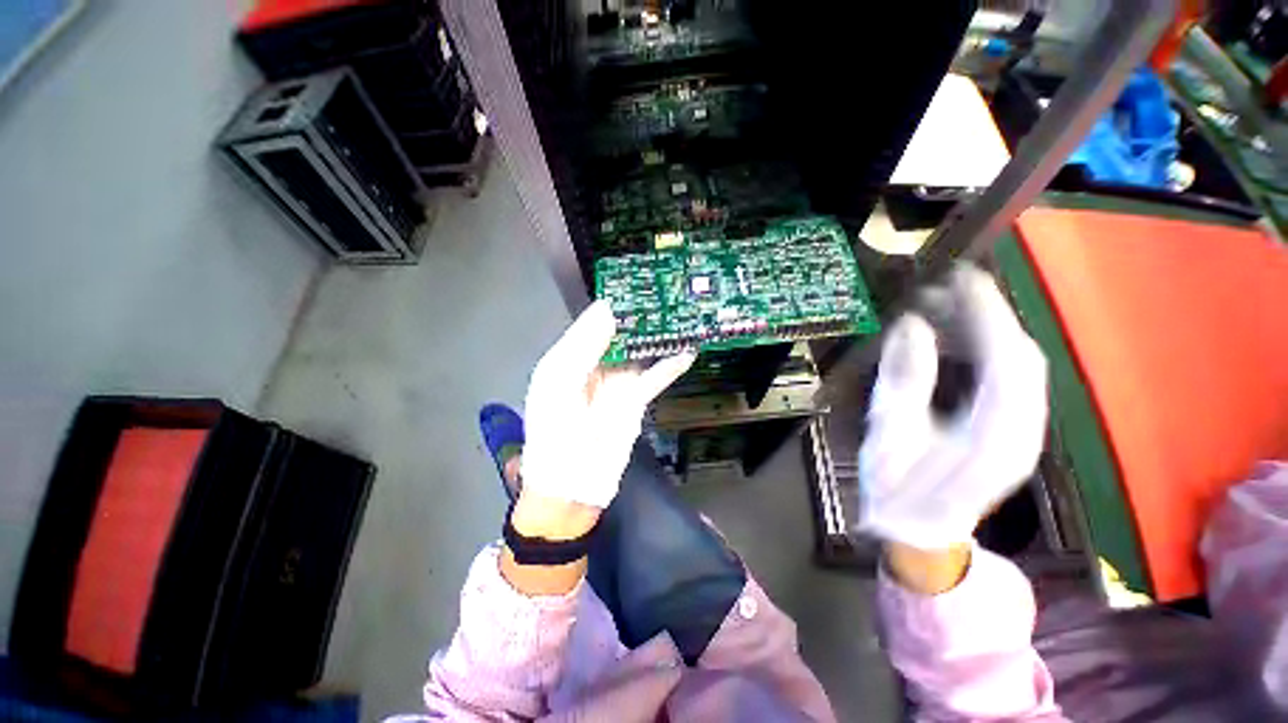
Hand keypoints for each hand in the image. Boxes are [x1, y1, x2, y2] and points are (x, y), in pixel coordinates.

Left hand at [520, 300, 694, 509]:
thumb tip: (608, 309)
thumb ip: (582, 347)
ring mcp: (617, 382)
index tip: (637, 282)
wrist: (571, 487)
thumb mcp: (558, 386)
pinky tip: (687, 351)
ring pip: (640, 352)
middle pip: (621, 333)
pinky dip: (670, 366)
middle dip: (641, 316)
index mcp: (570, 357)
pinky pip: (654, 378)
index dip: (613, 303)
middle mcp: (595, 364)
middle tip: (667, 293)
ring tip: (681, 315)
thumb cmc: (554, 435)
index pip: (593, 321)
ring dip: (658, 337)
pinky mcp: (635, 400)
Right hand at [858, 264, 1047, 549]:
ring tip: (947, 307)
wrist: (921, 534)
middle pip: (1022, 358)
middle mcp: (1024, 431)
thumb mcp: (889, 435)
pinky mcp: (1013, 430)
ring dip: (989, 331)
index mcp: (994, 437)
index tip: (960, 278)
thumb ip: (903, 380)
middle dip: (989, 316)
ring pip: (1021, 366)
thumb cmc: (898, 492)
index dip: (987, 315)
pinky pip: (1011, 379)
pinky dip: (988, 350)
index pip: (1007, 361)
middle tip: (946, 289)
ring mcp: (1024, 432)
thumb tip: (909, 326)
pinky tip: (957, 340)